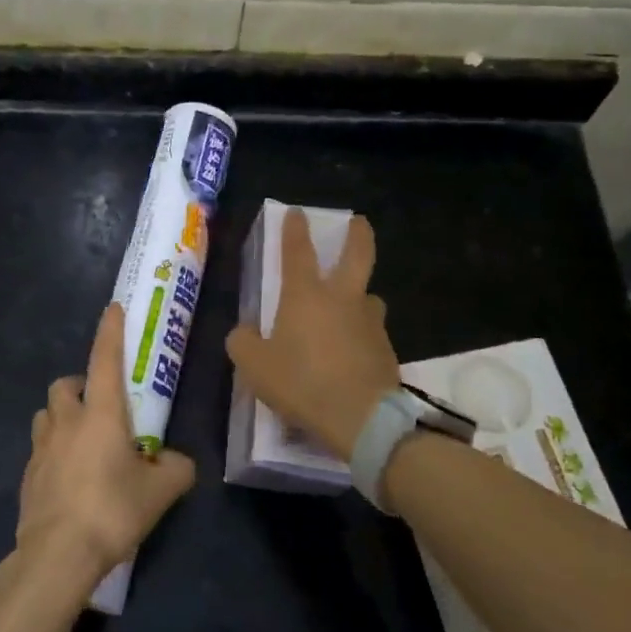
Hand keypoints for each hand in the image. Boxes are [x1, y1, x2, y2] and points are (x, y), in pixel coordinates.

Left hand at [16, 303, 195, 594]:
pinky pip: (40, 449)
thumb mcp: (160, 492)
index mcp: (101, 414)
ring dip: (62, 416)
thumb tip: (179, 463)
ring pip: (46, 415)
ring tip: (83, 440)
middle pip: (65, 385)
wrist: (57, 555)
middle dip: (80, 385)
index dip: (110, 332)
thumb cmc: (112, 511)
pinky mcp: (27, 476)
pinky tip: (70, 477)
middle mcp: (67, 422)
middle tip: (100, 405)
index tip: (113, 309)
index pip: (104, 359)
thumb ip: (177, 469)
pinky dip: (54, 451)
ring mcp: (41, 448)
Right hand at [226, 209, 399, 457]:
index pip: (298, 251)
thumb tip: (243, 333)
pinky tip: (352, 354)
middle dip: (358, 234)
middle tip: (359, 222)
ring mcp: (370, 323)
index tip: (297, 213)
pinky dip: (362, 335)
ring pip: (369, 298)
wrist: (361, 418)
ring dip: (361, 295)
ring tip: (351, 308)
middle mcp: (342, 299)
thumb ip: (243, 343)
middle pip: (357, 255)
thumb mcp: (254, 366)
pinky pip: (372, 333)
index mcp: (306, 296)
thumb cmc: (302, 382)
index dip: (295, 230)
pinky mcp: (387, 350)